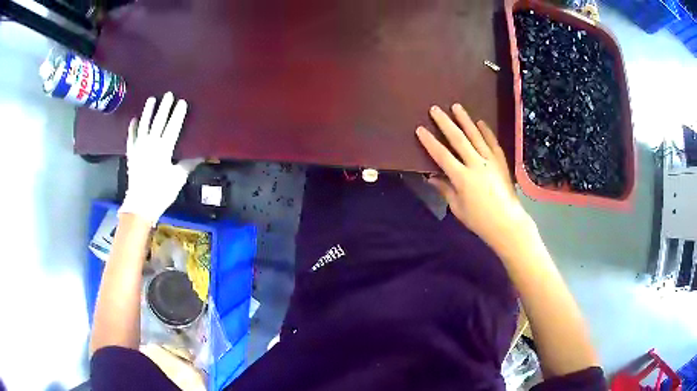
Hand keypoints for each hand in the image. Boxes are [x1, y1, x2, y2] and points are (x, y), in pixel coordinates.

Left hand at [119, 92, 201, 223]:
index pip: (172, 127)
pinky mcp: (131, 155)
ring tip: (151, 100)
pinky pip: (131, 138)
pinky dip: (132, 129)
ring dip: (148, 112)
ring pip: (144, 126)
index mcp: (164, 149)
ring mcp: (139, 148)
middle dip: (164, 108)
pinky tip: (134, 120)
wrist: (140, 205)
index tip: (182, 102)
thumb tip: (204, 155)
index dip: (178, 114)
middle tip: (168, 94)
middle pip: (158, 122)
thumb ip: (189, 164)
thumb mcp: (178, 179)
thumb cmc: (161, 192)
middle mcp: (150, 144)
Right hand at [416, 104, 533, 250]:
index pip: (442, 155)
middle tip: (435, 109)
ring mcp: (490, 161)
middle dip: (445, 123)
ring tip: (456, 107)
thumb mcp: (457, 208)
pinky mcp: (501, 162)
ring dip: (465, 120)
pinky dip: (487, 131)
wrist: (507, 223)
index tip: (420, 129)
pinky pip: (493, 143)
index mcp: (462, 178)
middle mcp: (476, 164)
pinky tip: (480, 122)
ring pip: (476, 136)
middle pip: (458, 139)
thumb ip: (445, 189)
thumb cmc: (479, 220)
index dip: (430, 142)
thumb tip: (432, 176)